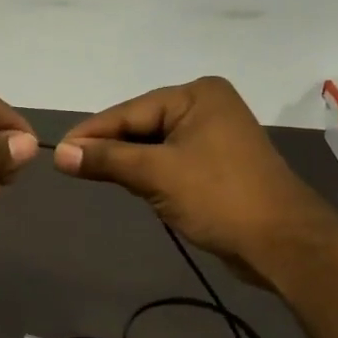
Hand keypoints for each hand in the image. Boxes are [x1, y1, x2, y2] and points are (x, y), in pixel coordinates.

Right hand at [53, 77, 321, 270]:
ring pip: (153, 145)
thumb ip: (107, 160)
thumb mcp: (156, 174)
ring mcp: (213, 136)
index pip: (129, 111)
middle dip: (109, 148)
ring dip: (128, 163)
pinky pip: (170, 161)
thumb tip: (60, 154)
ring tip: (93, 177)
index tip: (56, 153)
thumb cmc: (219, 198)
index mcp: (196, 95)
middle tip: (70, 168)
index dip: (91, 134)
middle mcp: (206, 106)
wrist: (281, 242)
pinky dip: (148, 173)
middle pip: (140, 125)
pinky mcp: (216, 164)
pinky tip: (131, 186)